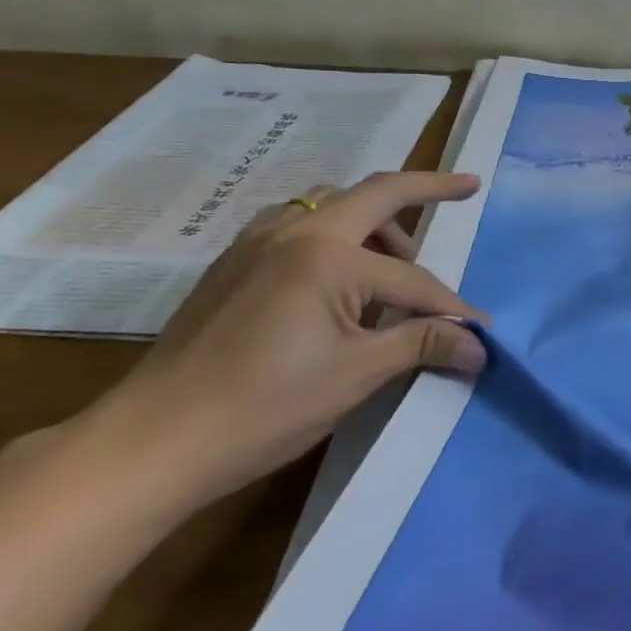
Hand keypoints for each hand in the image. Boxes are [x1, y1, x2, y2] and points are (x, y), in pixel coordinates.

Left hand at [80, 172, 490, 514]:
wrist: (150, 443)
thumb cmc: (264, 407)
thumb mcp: (356, 375)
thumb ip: (421, 344)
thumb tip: (480, 345)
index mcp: (327, 255)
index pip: (411, 278)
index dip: (450, 308)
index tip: (479, 332)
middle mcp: (294, 230)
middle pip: (377, 191)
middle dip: (428, 187)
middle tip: (467, 187)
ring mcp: (256, 241)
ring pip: (331, 201)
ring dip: (374, 217)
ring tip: (395, 258)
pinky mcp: (232, 262)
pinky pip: (297, 221)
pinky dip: (333, 229)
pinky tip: (336, 272)